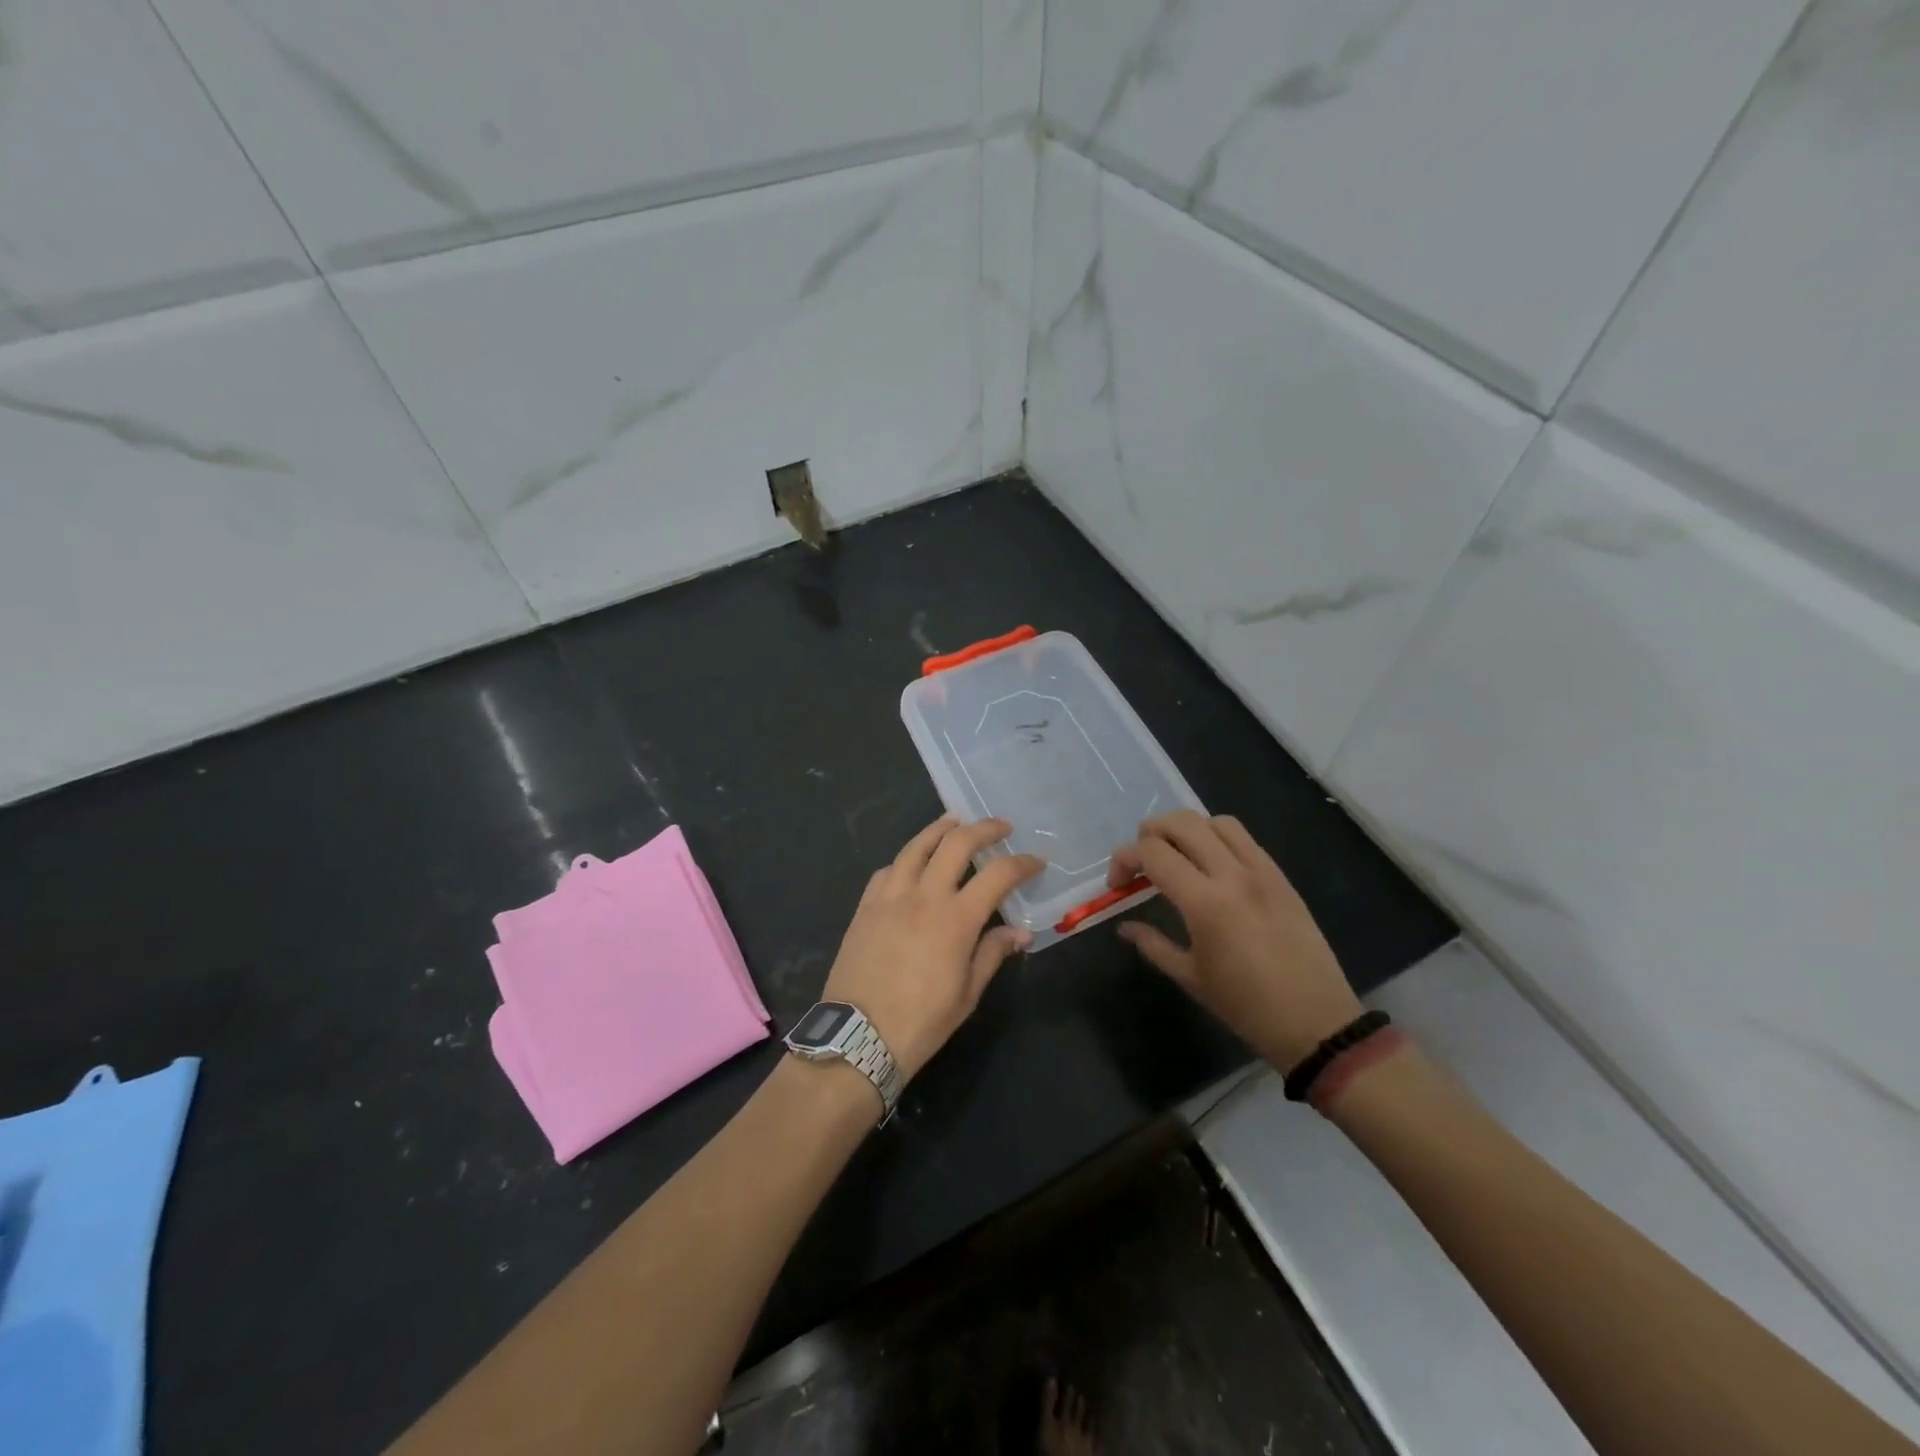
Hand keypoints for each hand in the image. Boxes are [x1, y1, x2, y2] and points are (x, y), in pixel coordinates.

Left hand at [822, 815, 1043, 1080]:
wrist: (858, 1039)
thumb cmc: (921, 1022)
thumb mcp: (967, 994)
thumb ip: (992, 953)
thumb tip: (1020, 932)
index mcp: (955, 919)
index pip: (998, 875)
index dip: (1021, 863)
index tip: (1035, 862)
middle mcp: (923, 896)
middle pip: (956, 844)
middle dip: (984, 829)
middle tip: (1001, 828)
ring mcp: (889, 897)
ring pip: (916, 846)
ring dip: (940, 829)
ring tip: (955, 822)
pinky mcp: (865, 906)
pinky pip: (888, 870)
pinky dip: (906, 859)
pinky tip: (913, 862)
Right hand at [1111, 810, 1361, 1071]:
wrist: (1317, 1022)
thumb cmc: (1246, 1007)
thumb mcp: (1190, 977)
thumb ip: (1152, 944)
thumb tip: (1124, 926)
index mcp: (1205, 902)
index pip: (1152, 853)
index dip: (1124, 859)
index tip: (1117, 883)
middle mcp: (1232, 874)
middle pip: (1181, 823)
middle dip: (1149, 834)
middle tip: (1141, 864)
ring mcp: (1261, 871)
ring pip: (1214, 822)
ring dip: (1186, 830)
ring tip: (1176, 857)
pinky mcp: (1280, 876)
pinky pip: (1243, 838)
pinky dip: (1216, 838)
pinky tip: (1210, 866)